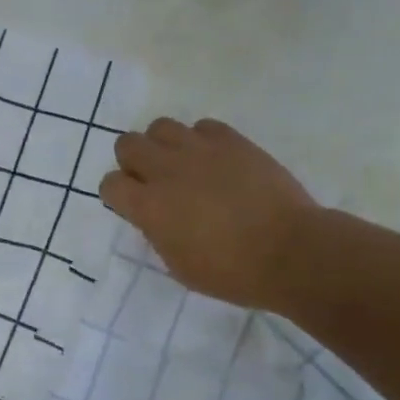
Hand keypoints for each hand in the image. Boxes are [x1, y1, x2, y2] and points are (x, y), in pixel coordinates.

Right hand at [100, 117, 320, 313]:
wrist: (289, 251)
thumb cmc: (232, 272)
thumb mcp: (180, 266)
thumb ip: (158, 233)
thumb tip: (155, 216)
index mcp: (149, 207)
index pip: (110, 184)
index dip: (118, 194)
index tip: (133, 206)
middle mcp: (166, 170)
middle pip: (127, 143)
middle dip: (134, 161)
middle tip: (154, 180)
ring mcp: (199, 149)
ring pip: (160, 126)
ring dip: (164, 145)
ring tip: (184, 165)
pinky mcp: (231, 140)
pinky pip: (202, 126)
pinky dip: (201, 140)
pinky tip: (216, 160)